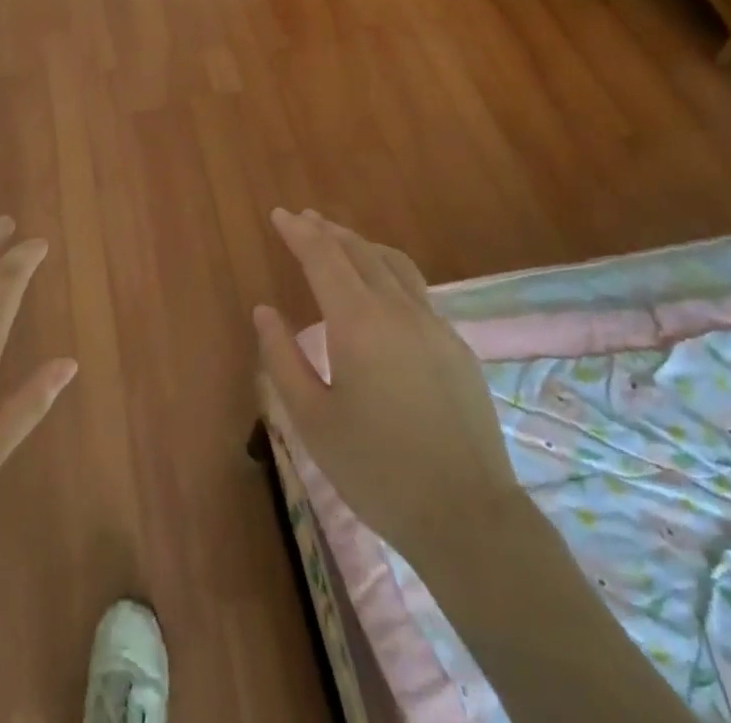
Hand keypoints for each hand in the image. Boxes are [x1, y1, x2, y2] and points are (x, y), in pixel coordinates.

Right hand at [254, 209, 519, 563]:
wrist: (467, 516)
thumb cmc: (377, 470)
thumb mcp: (312, 420)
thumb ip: (283, 358)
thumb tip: (263, 311)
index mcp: (358, 322)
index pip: (323, 257)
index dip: (299, 232)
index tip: (280, 214)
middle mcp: (398, 309)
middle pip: (359, 251)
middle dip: (328, 231)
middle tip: (304, 219)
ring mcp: (434, 324)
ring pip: (393, 263)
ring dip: (362, 245)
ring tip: (340, 240)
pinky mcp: (456, 345)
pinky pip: (416, 290)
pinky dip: (388, 271)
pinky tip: (382, 290)